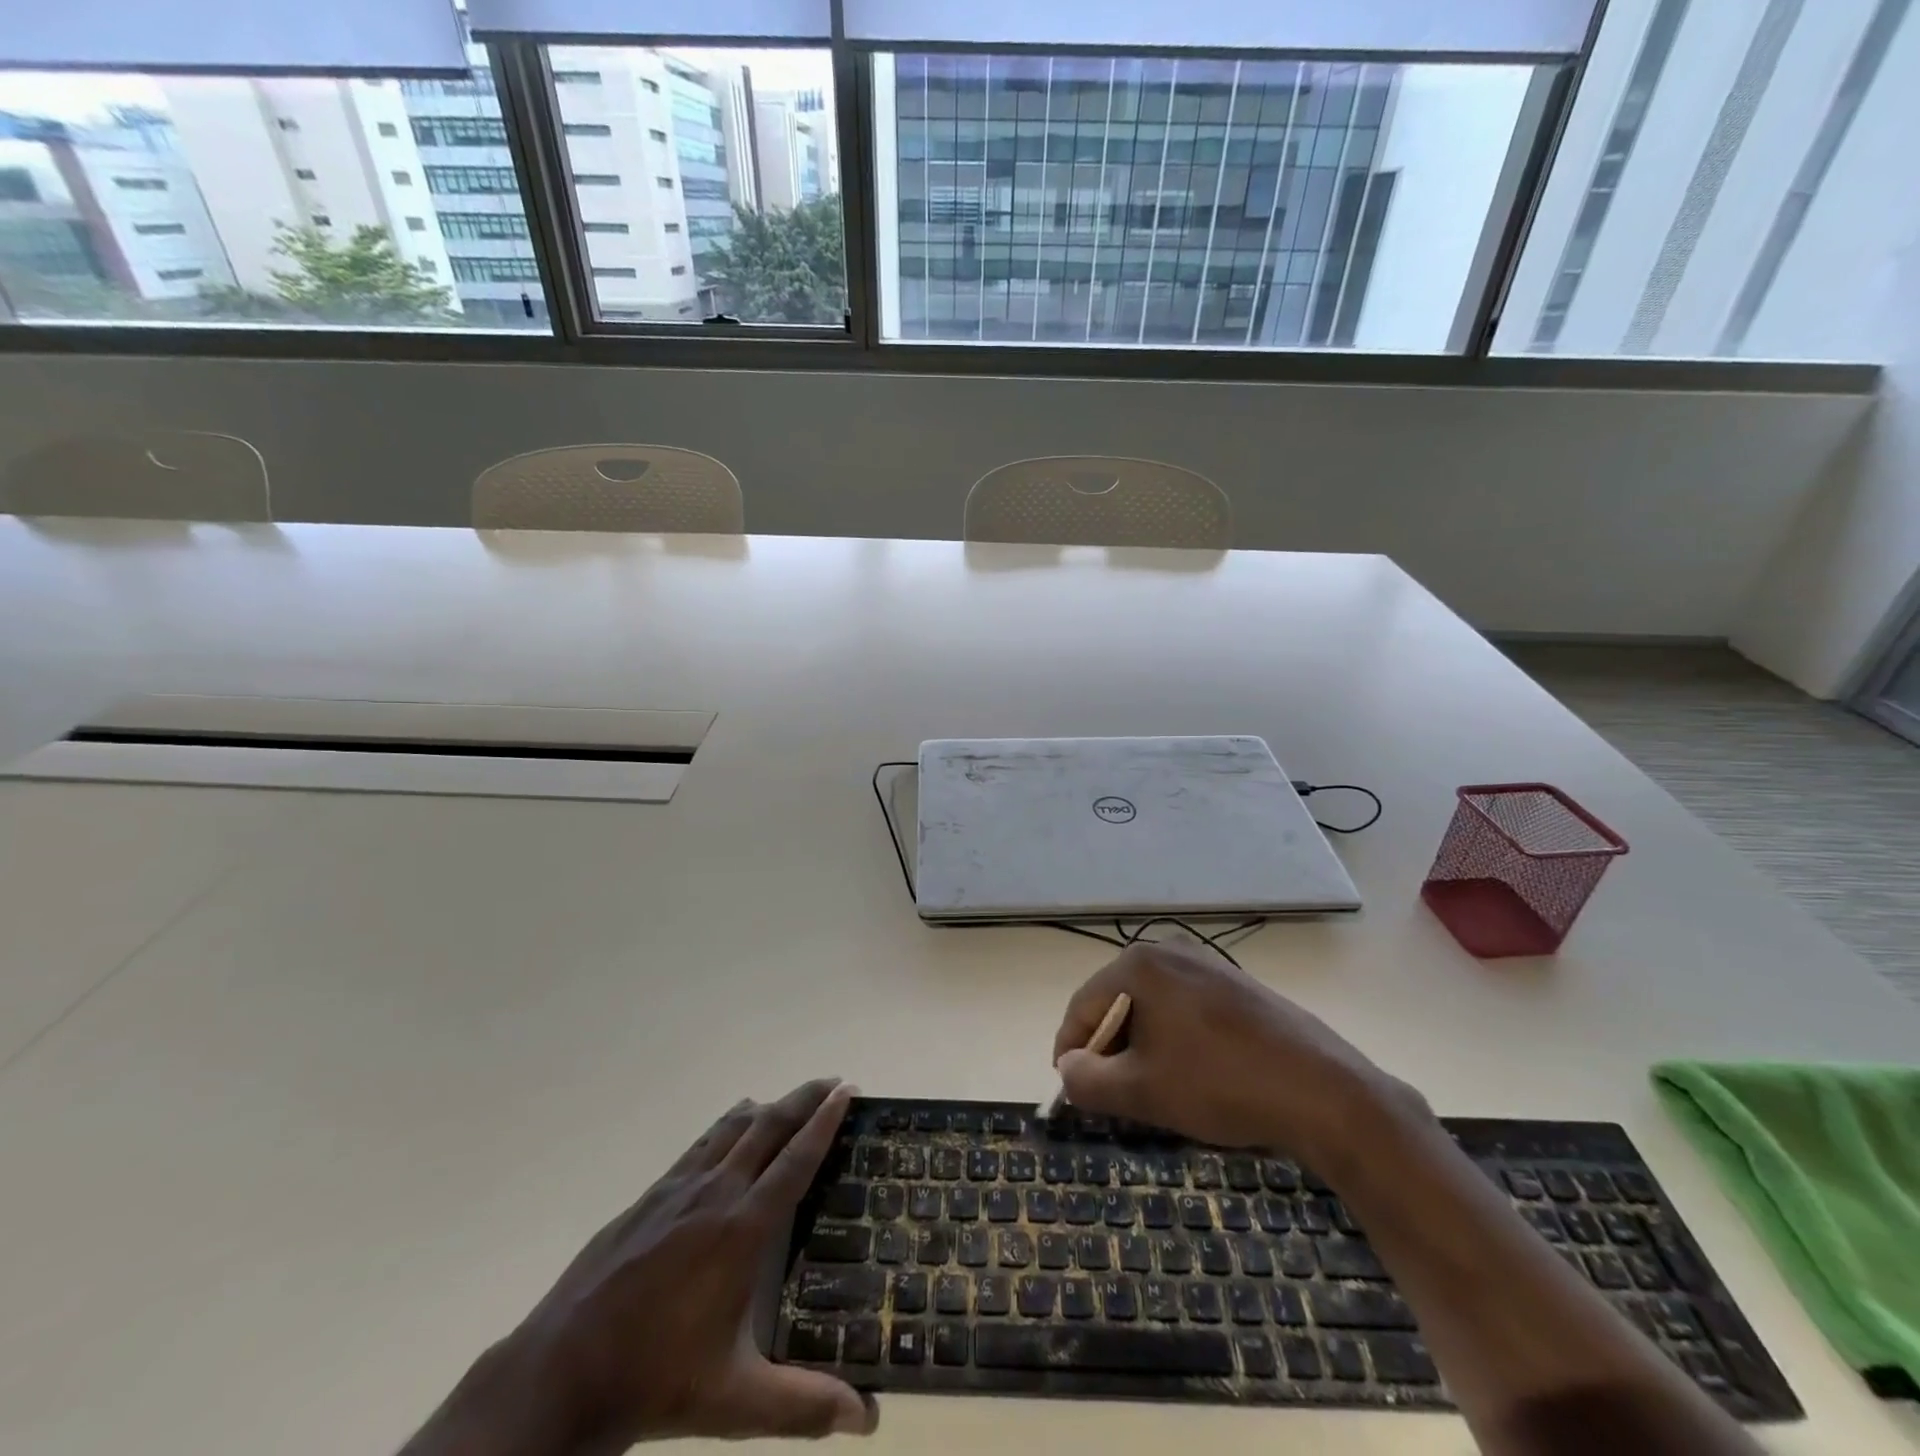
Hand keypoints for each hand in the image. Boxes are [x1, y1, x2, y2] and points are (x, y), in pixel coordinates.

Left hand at [402, 1080, 875, 1455]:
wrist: (559, 1373)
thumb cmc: (655, 1380)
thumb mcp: (734, 1401)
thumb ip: (803, 1405)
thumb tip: (868, 1421)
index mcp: (742, 1229)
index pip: (796, 1159)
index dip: (825, 1121)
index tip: (847, 1090)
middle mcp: (715, 1193)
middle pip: (768, 1126)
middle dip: (804, 1099)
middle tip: (832, 1083)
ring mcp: (678, 1189)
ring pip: (732, 1127)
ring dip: (768, 1108)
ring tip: (790, 1103)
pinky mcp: (650, 1196)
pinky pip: (701, 1144)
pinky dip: (728, 1126)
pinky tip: (730, 1135)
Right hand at [1051, 941, 1427, 1164]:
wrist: (1323, 1091)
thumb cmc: (1220, 1084)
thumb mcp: (1142, 1091)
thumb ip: (1088, 1081)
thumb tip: (1067, 1068)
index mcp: (1140, 964)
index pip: (1084, 1005)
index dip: (1070, 1048)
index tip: (1068, 1088)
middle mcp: (1170, 951)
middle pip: (1118, 1002)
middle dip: (1109, 1049)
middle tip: (1111, 1095)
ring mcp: (1209, 965)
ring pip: (1153, 1008)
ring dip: (1142, 1047)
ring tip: (1152, 1090)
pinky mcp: (1238, 986)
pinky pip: (1186, 1009)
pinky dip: (1176, 1040)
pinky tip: (1193, 1076)